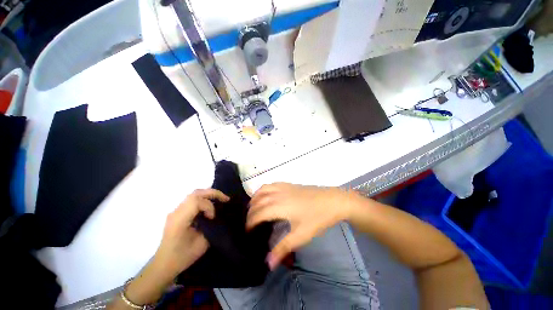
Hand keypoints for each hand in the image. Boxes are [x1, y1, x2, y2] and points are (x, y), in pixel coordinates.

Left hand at [154, 188, 229, 276]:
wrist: (164, 264)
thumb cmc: (183, 256)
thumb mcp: (200, 244)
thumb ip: (209, 227)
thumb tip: (217, 216)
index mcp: (179, 220)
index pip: (196, 201)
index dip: (209, 207)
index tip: (212, 218)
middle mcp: (176, 212)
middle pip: (196, 193)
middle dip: (213, 193)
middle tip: (225, 199)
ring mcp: (176, 211)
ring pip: (194, 194)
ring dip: (209, 195)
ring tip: (220, 199)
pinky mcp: (178, 212)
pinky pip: (192, 200)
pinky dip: (204, 199)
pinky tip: (211, 205)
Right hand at [247, 183, 354, 268]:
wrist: (332, 200)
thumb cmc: (317, 218)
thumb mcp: (301, 235)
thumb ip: (283, 248)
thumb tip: (268, 264)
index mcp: (279, 206)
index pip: (258, 214)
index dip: (250, 223)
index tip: (248, 232)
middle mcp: (278, 194)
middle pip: (258, 201)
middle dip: (250, 212)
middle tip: (249, 223)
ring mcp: (283, 187)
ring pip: (262, 190)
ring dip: (255, 198)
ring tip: (253, 208)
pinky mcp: (289, 184)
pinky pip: (271, 184)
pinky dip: (263, 190)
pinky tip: (266, 195)